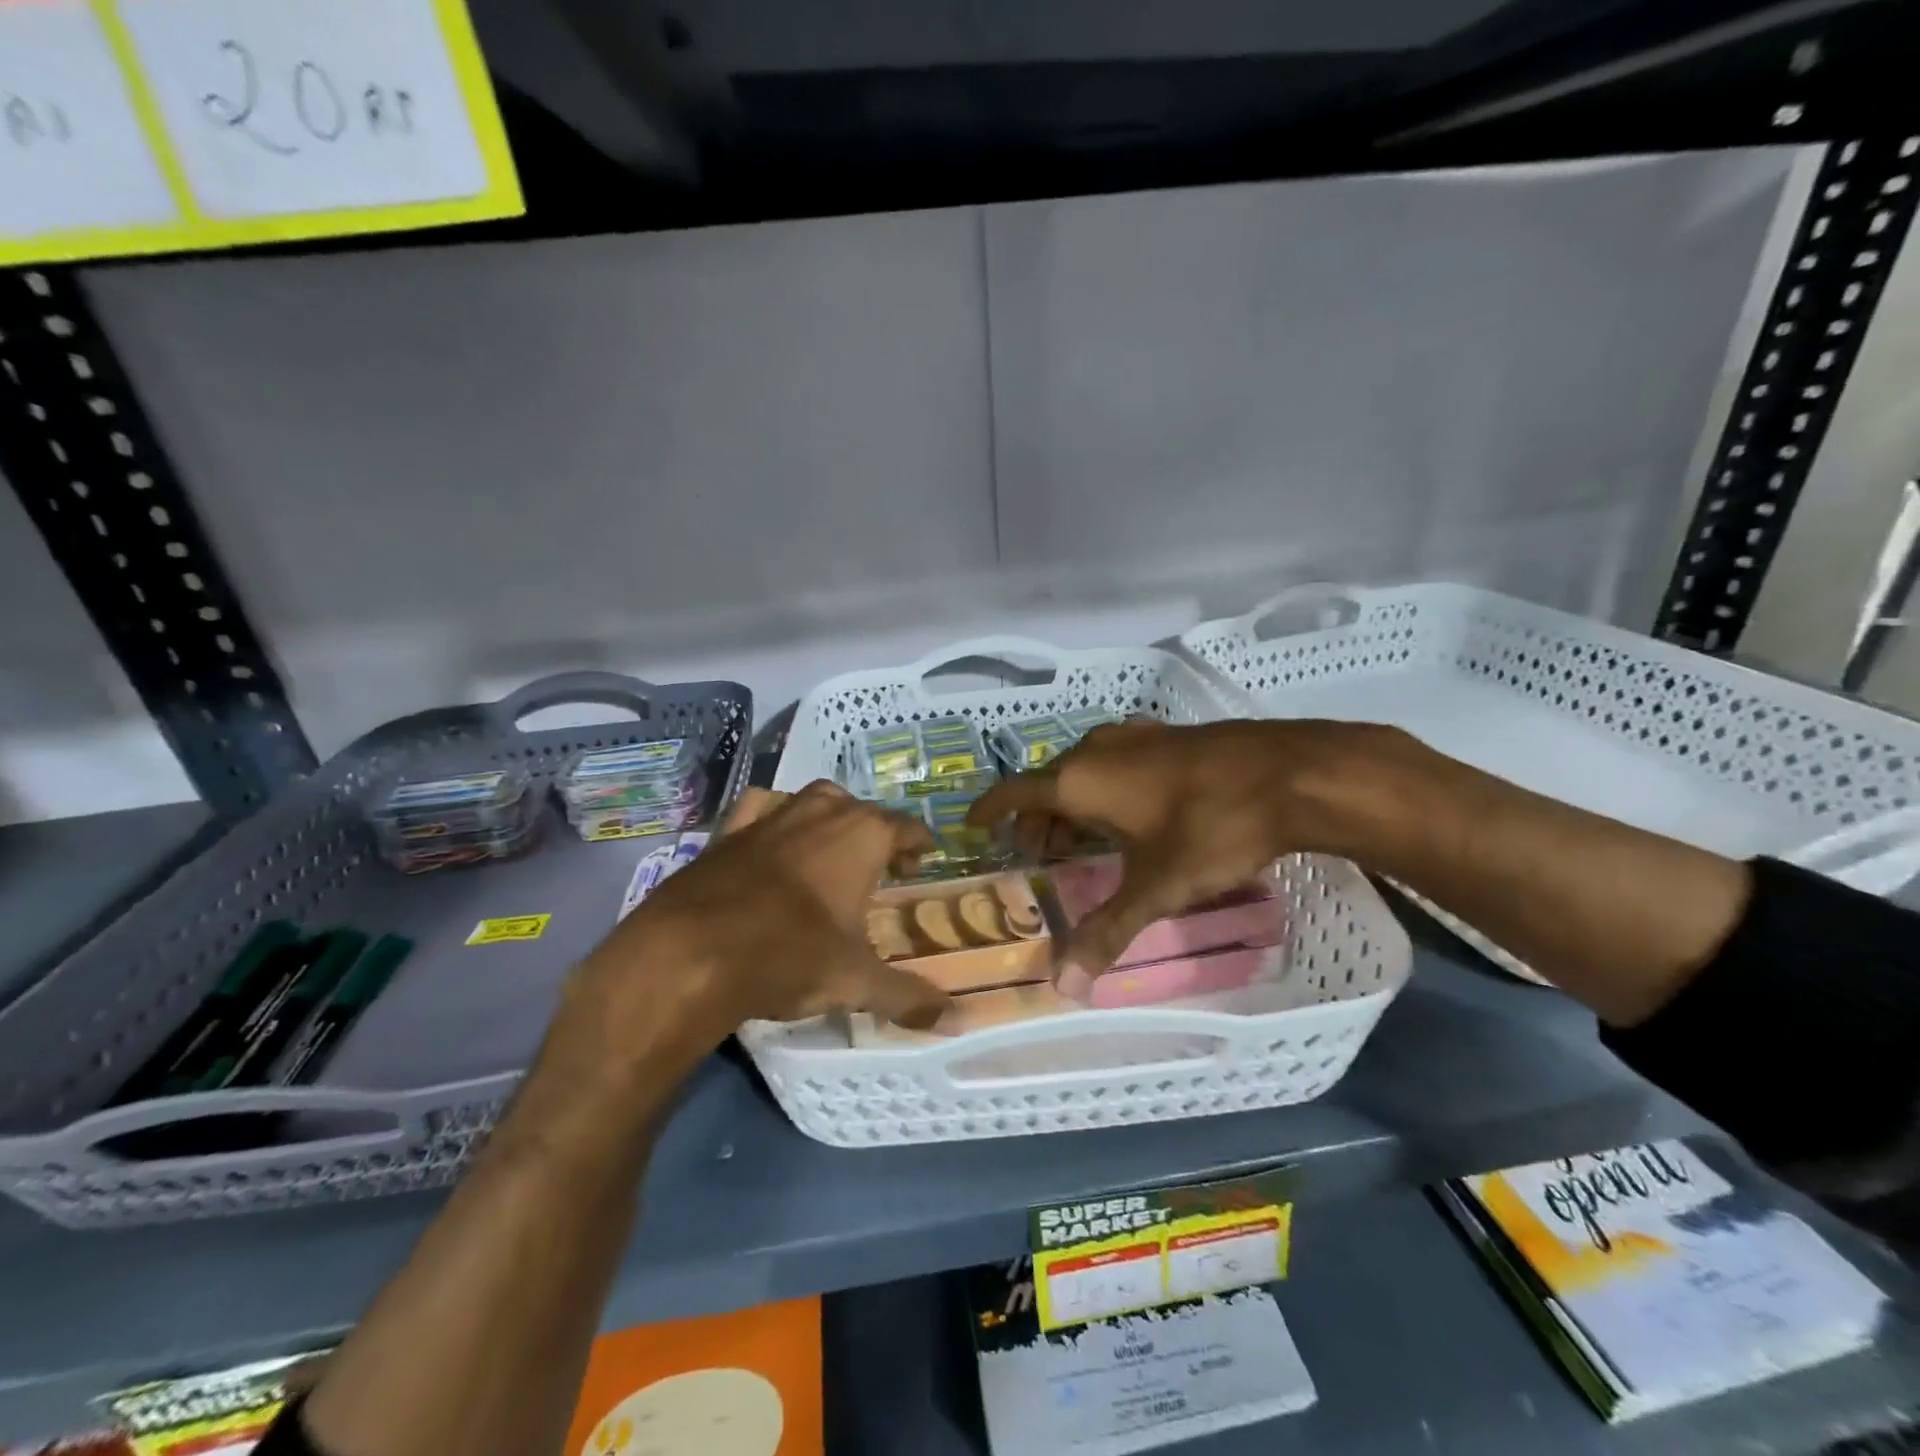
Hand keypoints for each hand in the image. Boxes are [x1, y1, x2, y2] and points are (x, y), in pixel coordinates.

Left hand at [574, 782, 949, 1052]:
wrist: (689, 954)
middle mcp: (821, 813)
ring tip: (833, 849)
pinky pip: (762, 807)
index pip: (905, 827)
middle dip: (877, 832)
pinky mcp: (729, 830)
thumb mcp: (854, 982)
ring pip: (814, 799)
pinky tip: (773, 840)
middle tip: (881, 867)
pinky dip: (775, 815)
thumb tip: (955, 1019)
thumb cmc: (788, 956)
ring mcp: (772, 815)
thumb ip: (906, 997)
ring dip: (831, 817)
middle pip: (862, 809)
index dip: (918, 844)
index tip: (923, 860)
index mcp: (862, 836)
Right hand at [967, 718, 1402, 993]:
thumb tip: (1063, 988)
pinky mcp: (1168, 736)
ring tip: (1078, 838)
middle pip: (1048, 782)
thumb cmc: (1210, 828)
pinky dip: (1104, 786)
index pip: (1015, 792)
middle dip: (1036, 817)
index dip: (990, 809)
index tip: (972, 824)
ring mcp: (1135, 736)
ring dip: (1071, 802)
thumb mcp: (1156, 888)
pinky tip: (1130, 810)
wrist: (1290, 773)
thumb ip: (1106, 932)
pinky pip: (1115, 761)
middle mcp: (1097, 749)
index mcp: (1079, 780)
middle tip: (1035, 852)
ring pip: (1083, 769)